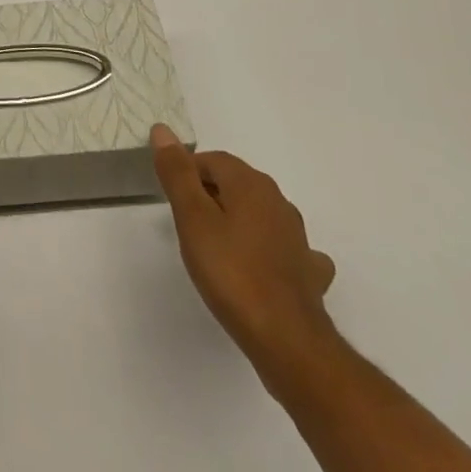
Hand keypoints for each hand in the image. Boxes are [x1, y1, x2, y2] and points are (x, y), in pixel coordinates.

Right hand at [151, 123, 337, 373]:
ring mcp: (298, 237)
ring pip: (260, 214)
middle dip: (211, 196)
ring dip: (239, 221)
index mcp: (251, 183)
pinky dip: (269, 250)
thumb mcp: (192, 219)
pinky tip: (262, 268)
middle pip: (236, 184)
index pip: (212, 160)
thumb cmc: (232, 273)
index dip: (188, 174)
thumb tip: (163, 130)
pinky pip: (284, 248)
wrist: (288, 341)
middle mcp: (278, 201)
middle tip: (188, 225)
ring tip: (217, 247)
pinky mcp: (308, 271)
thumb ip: (177, 173)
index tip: (174, 202)